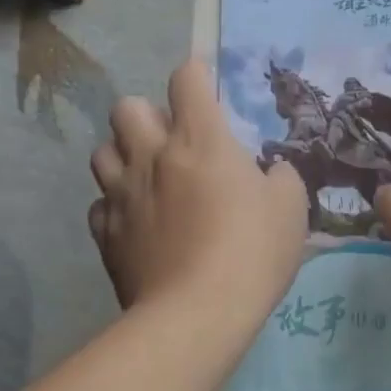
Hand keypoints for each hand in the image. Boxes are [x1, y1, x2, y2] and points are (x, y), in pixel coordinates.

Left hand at [89, 60, 307, 333]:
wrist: (196, 315)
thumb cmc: (251, 251)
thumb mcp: (290, 208)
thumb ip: (280, 178)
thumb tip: (269, 172)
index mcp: (199, 139)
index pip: (186, 79)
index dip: (196, 75)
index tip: (206, 90)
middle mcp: (152, 156)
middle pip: (126, 107)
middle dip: (147, 115)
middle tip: (173, 142)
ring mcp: (121, 194)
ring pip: (102, 151)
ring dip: (124, 155)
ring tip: (148, 178)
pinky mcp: (105, 233)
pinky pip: (100, 203)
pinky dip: (116, 205)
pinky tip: (137, 222)